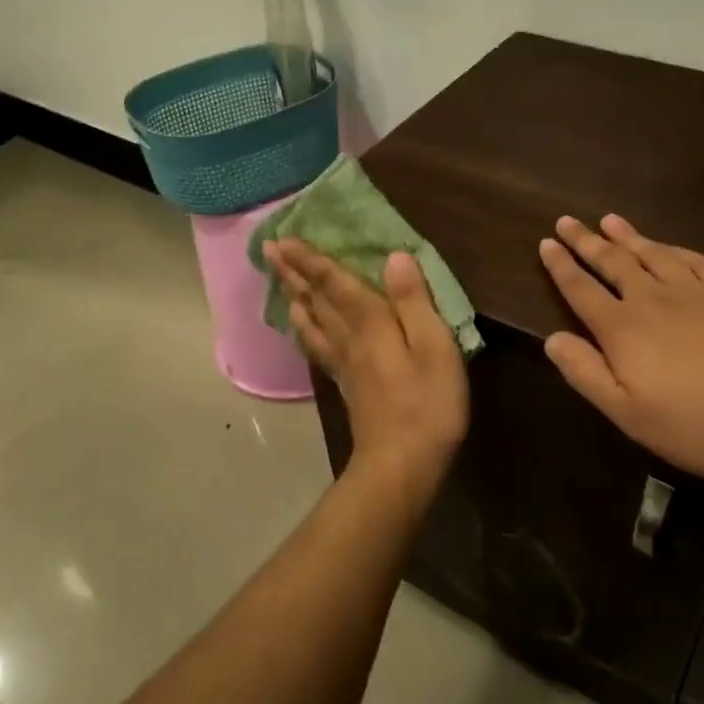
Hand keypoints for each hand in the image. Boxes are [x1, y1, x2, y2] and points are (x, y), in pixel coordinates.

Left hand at [264, 239, 469, 483]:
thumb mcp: (434, 347)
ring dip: (295, 297)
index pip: (335, 284)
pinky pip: (318, 346)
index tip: (285, 238)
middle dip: (293, 273)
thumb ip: (414, 302)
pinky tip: (304, 328)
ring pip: (312, 322)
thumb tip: (394, 257)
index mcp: (370, 324)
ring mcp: (345, 364)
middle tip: (269, 250)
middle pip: (315, 300)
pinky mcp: (347, 385)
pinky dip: (306, 329)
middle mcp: (349, 339)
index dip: (311, 260)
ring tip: (280, 281)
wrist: (401, 465)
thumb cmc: (427, 404)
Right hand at [538, 215, 703, 481]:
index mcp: (624, 329)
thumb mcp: (631, 415)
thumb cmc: (700, 423)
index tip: (545, 243)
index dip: (561, 267)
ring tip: (608, 220)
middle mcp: (653, 299)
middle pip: (613, 263)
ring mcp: (696, 291)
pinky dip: (674, 248)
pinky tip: (668, 245)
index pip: (582, 290)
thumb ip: (587, 374)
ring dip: (627, 236)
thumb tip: (551, 338)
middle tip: (567, 220)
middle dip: (586, 242)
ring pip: (652, 253)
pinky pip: (695, 259)